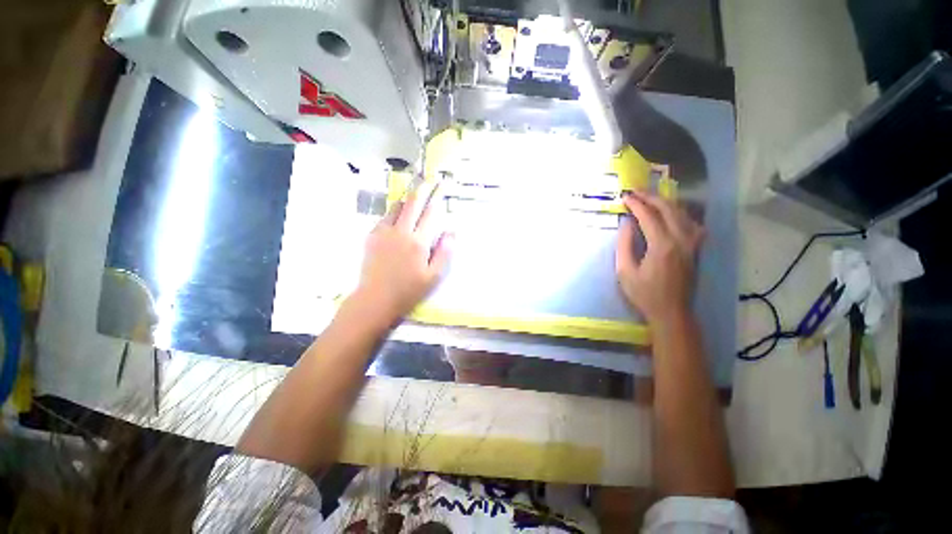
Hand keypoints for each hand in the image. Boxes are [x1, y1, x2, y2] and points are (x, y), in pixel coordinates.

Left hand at [352, 180, 452, 325]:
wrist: (374, 299)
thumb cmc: (408, 291)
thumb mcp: (433, 276)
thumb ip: (444, 253)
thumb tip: (451, 232)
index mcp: (418, 242)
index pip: (431, 213)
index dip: (438, 197)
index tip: (442, 184)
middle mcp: (401, 232)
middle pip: (413, 203)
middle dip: (422, 188)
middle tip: (429, 178)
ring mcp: (384, 232)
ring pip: (397, 206)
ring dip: (407, 197)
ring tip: (415, 191)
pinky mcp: (372, 236)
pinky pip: (385, 216)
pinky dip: (395, 210)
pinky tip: (399, 212)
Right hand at [615, 192, 704, 324]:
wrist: (672, 312)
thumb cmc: (644, 294)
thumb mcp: (625, 272)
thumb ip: (624, 245)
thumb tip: (626, 224)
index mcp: (662, 245)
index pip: (649, 216)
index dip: (636, 204)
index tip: (625, 196)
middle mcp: (682, 239)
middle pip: (668, 208)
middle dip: (651, 197)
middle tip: (635, 192)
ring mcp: (693, 243)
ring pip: (683, 213)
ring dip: (665, 202)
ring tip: (650, 198)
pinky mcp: (696, 249)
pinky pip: (692, 223)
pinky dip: (680, 213)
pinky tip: (673, 214)